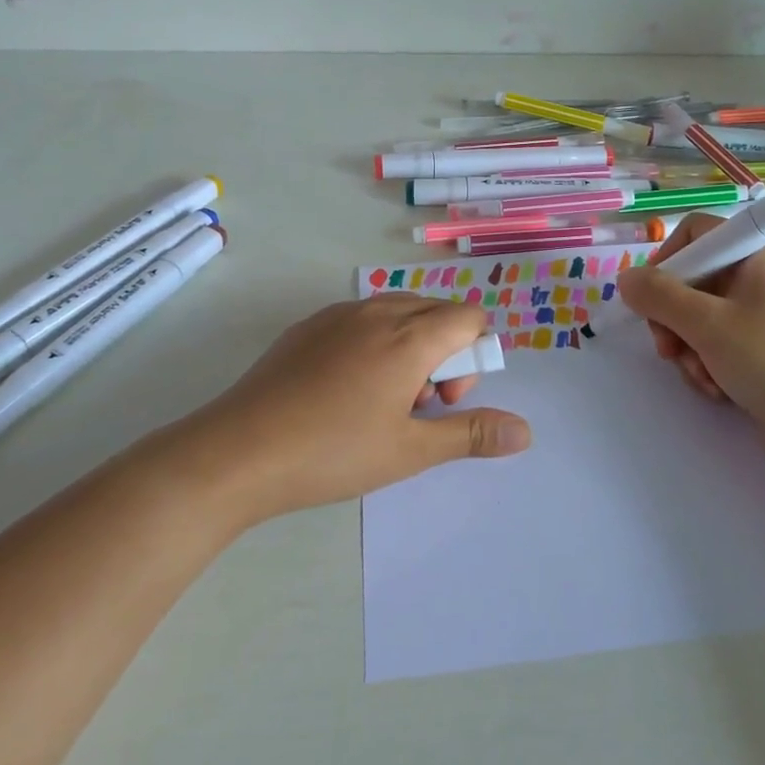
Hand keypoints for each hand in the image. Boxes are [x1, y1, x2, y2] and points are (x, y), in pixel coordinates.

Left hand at [172, 294, 531, 524]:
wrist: (238, 451)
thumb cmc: (334, 452)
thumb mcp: (410, 450)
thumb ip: (471, 434)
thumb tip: (526, 431)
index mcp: (410, 336)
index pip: (469, 317)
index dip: (472, 357)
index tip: (444, 401)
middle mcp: (378, 312)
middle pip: (436, 312)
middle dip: (443, 353)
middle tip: (416, 405)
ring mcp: (338, 315)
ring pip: (397, 313)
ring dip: (409, 346)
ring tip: (381, 400)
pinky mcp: (308, 326)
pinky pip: (361, 320)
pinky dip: (373, 343)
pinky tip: (343, 391)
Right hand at [615, 214, 764, 476]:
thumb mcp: (707, 325)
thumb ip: (659, 296)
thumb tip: (626, 279)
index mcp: (757, 254)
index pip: (697, 232)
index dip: (668, 259)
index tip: (652, 297)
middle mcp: (761, 277)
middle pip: (693, 279)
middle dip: (673, 318)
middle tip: (668, 349)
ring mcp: (764, 315)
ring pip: (700, 318)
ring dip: (689, 348)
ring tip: (702, 376)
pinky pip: (718, 344)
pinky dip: (709, 364)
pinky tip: (718, 390)